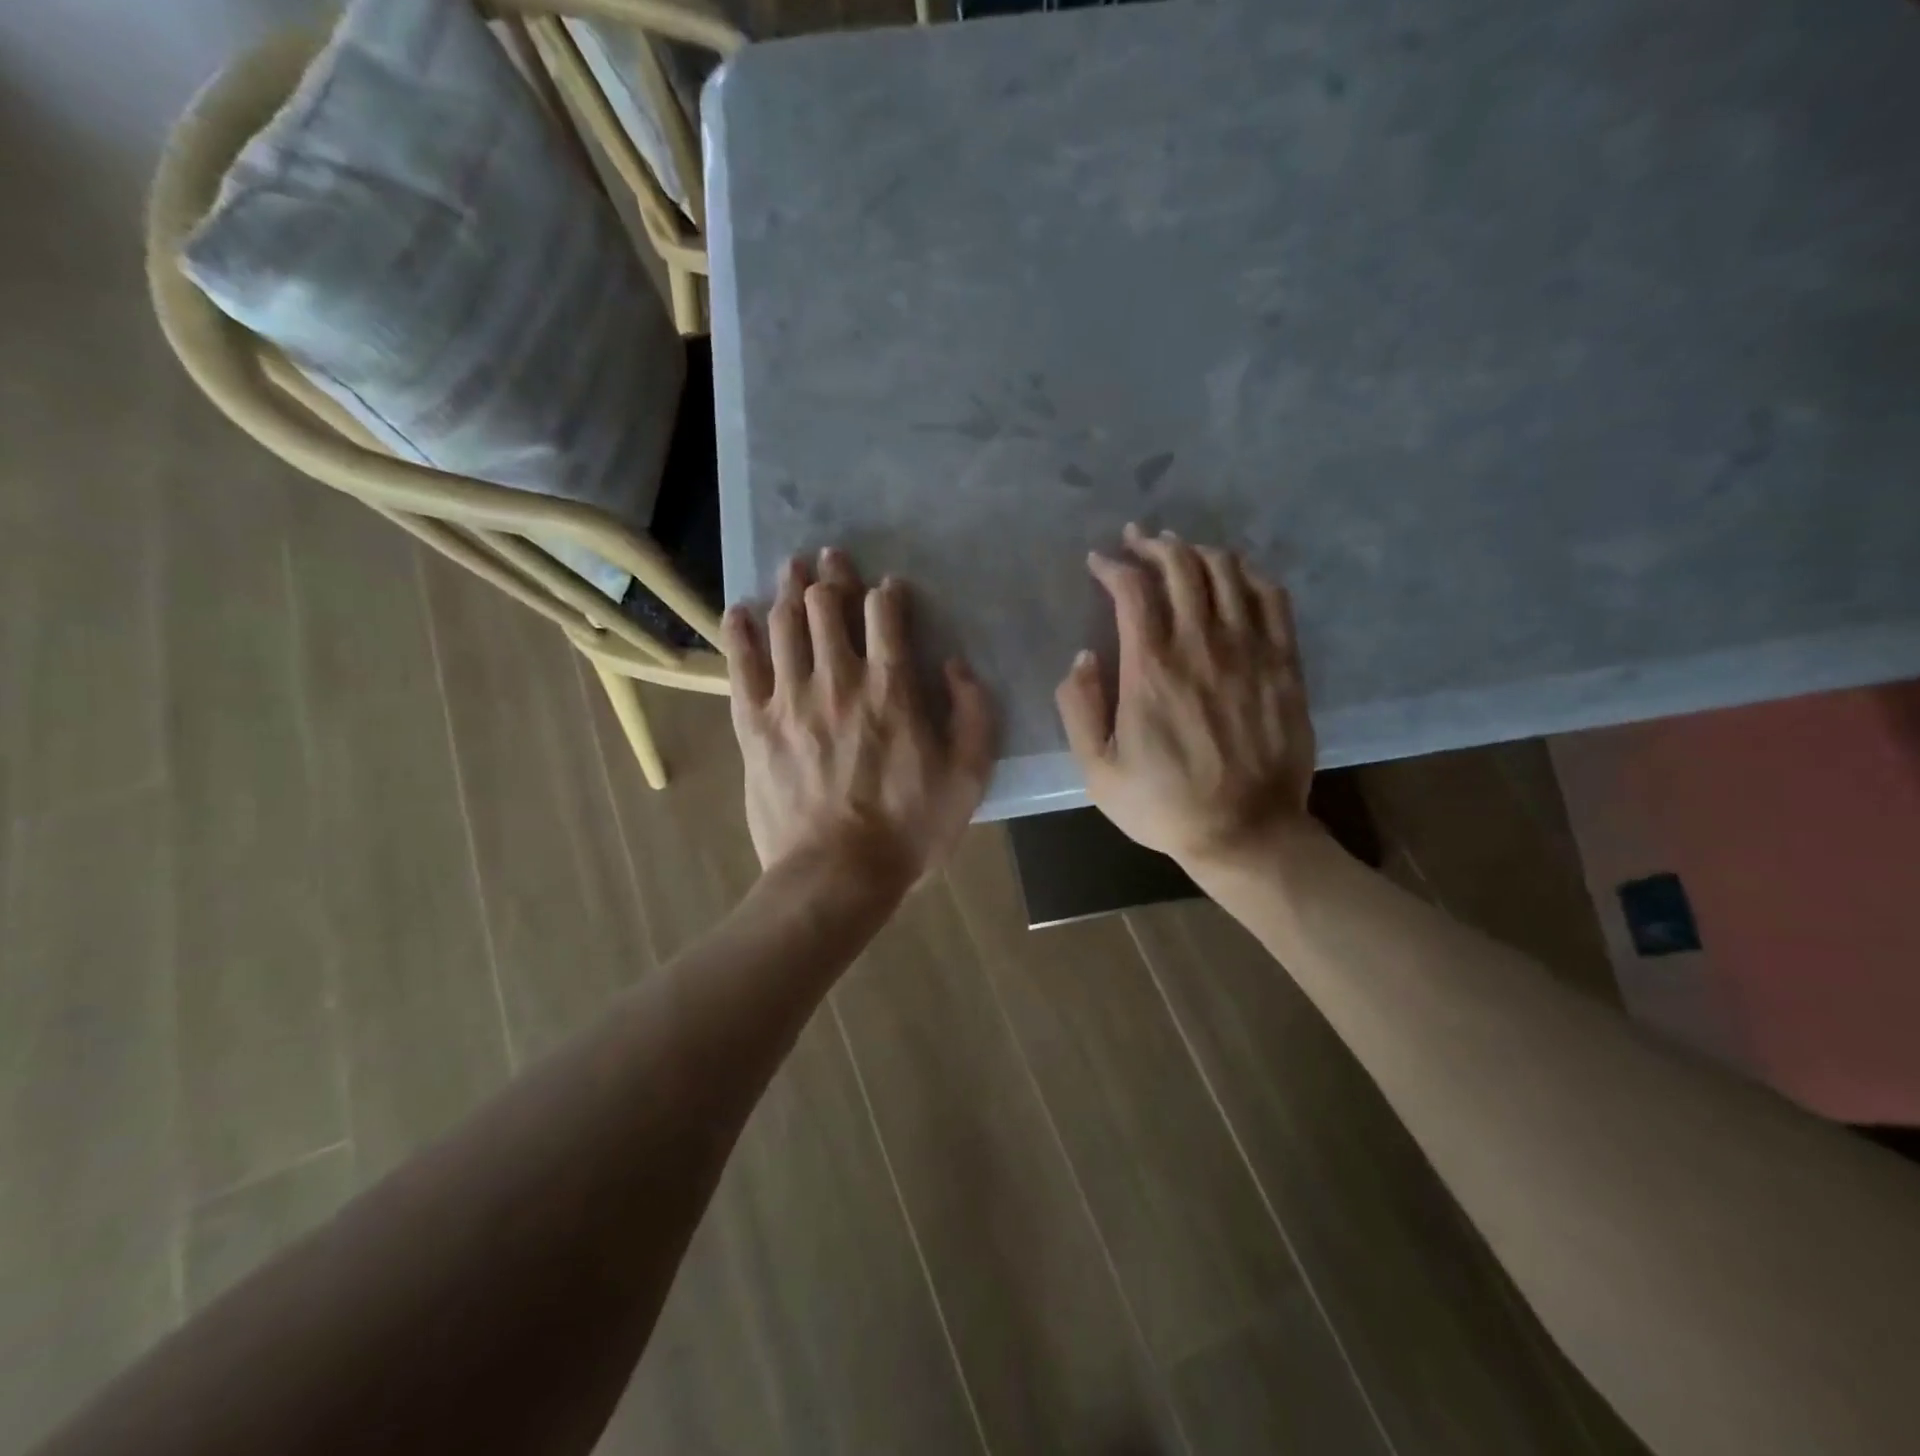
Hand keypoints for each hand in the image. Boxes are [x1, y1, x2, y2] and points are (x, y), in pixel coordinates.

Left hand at [724, 548, 996, 890]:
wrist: (837, 875)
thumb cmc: (909, 829)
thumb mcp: (968, 776)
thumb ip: (973, 713)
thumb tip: (955, 665)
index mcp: (891, 688)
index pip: (885, 614)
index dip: (887, 592)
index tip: (889, 589)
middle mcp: (838, 679)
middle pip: (826, 606)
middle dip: (831, 575)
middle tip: (831, 559)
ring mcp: (790, 699)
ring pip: (784, 624)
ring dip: (788, 589)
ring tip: (791, 568)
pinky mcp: (754, 724)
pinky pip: (741, 665)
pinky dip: (739, 632)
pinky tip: (739, 610)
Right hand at [1055, 523, 1315, 868]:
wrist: (1245, 833)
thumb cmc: (1164, 805)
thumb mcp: (1097, 770)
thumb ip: (1079, 709)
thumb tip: (1082, 658)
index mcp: (1151, 669)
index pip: (1132, 590)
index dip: (1113, 565)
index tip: (1098, 562)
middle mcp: (1201, 646)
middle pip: (1182, 567)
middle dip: (1154, 544)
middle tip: (1138, 540)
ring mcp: (1250, 651)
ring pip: (1228, 573)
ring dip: (1199, 552)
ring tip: (1181, 550)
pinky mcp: (1284, 664)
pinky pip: (1272, 598)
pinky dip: (1249, 575)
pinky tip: (1235, 574)